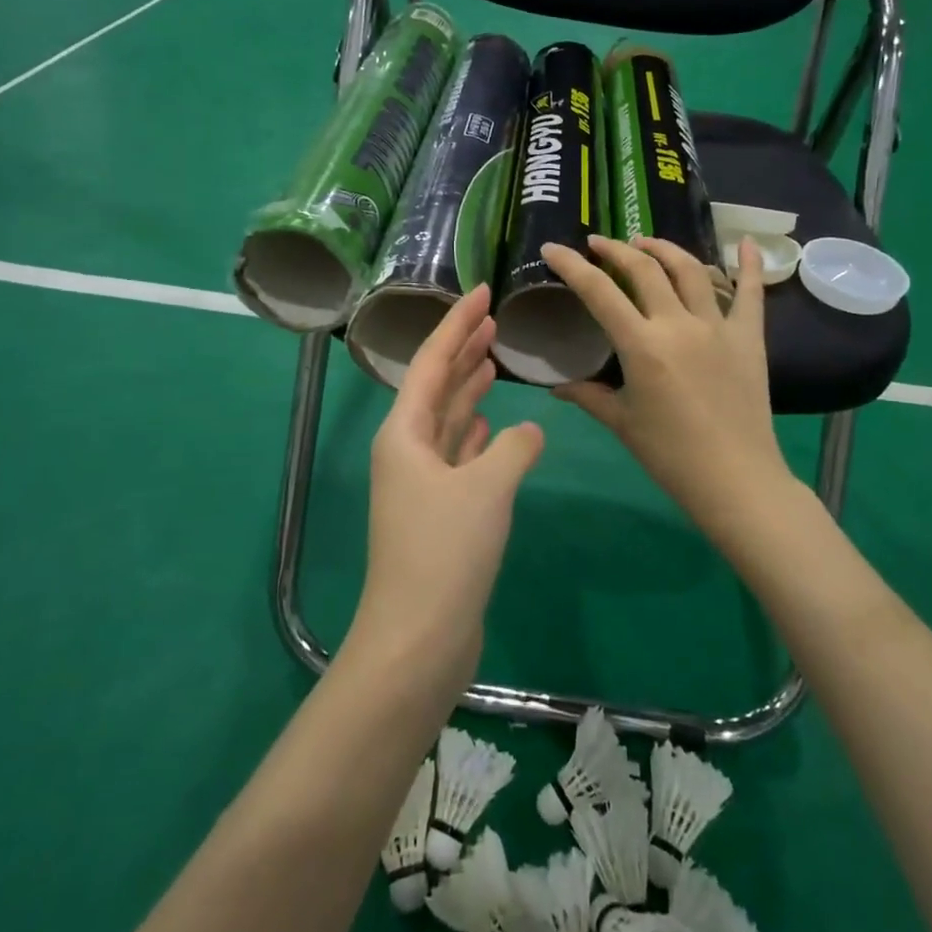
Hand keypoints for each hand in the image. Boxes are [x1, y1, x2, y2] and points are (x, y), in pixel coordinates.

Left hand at [350, 283, 544, 684]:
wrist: (418, 639)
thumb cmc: (445, 552)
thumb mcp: (486, 489)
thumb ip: (513, 448)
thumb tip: (527, 431)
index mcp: (404, 433)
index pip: (430, 361)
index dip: (455, 324)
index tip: (480, 291)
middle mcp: (407, 451)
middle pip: (435, 387)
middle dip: (461, 351)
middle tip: (491, 319)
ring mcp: (421, 484)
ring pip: (447, 421)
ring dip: (468, 390)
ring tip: (492, 361)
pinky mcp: (439, 513)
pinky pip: (457, 456)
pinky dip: (474, 435)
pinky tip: (491, 424)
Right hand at [542, 236, 792, 542]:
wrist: (736, 480)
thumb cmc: (671, 455)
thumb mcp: (622, 423)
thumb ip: (588, 396)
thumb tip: (557, 387)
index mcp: (642, 345)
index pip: (599, 292)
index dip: (572, 266)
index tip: (553, 248)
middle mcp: (679, 324)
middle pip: (644, 270)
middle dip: (616, 250)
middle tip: (599, 244)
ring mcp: (718, 326)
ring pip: (690, 270)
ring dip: (664, 250)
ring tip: (646, 243)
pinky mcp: (749, 337)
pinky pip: (752, 293)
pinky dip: (750, 264)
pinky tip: (749, 242)